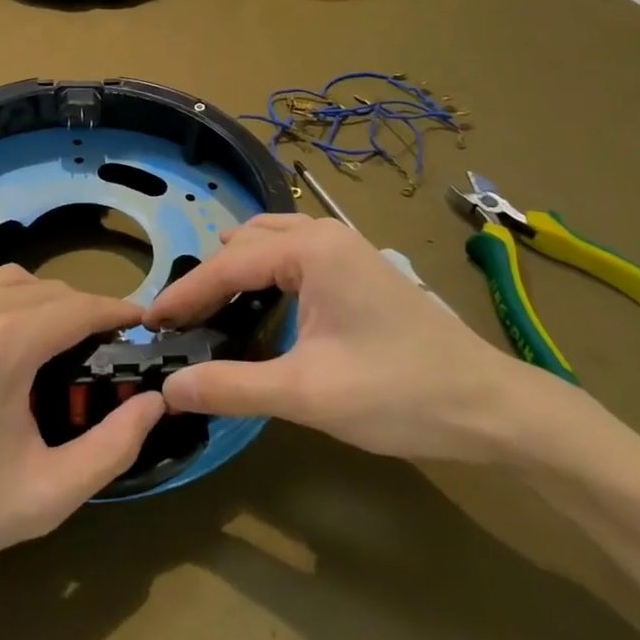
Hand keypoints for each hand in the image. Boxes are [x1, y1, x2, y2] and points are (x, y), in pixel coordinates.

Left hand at [0, 254, 164, 588]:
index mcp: (7, 345)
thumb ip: (114, 447)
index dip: (116, 311)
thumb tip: (155, 401)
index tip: (137, 322)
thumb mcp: (47, 495)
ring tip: (36, 336)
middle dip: (77, 312)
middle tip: (86, 348)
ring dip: (33, 298)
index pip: (80, 307)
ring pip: (4, 275)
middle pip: (46, 289)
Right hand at [146, 215, 547, 463]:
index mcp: (311, 249)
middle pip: (245, 245)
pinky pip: (293, 251)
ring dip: (235, 268)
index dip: (184, 294)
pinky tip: (258, 299)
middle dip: (208, 278)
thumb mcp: (308, 394)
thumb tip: (170, 387)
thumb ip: (234, 386)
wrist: (491, 406)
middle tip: (178, 322)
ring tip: (208, 306)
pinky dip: (263, 269)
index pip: (228, 265)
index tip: (148, 321)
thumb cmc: (399, 394)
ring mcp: (345, 246)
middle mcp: (324, 233)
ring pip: (270, 242)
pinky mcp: (357, 266)